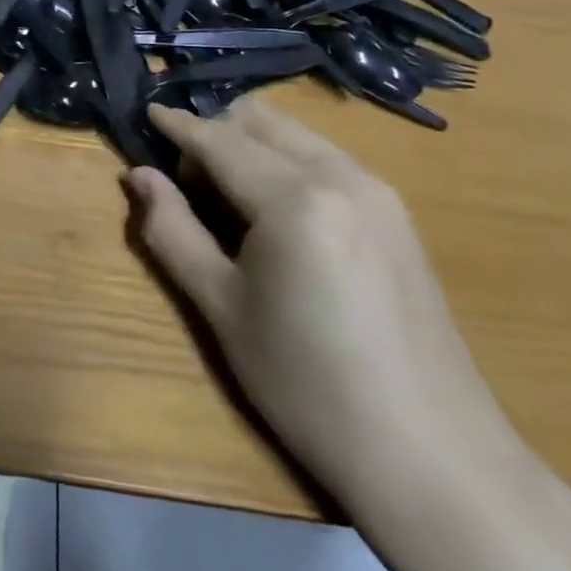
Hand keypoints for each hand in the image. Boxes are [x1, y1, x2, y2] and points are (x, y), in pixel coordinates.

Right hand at [126, 95, 513, 495]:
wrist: (432, 456)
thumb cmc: (308, 385)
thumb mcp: (222, 308)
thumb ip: (172, 230)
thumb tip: (138, 175)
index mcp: (294, 198)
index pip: (219, 140)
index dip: (178, 125)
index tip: (146, 113)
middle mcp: (341, 175)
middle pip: (261, 120)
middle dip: (216, 131)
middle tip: (188, 181)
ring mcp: (378, 191)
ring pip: (296, 134)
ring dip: (251, 143)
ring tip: (228, 199)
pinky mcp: (397, 214)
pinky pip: (326, 158)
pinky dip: (286, 162)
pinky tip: (277, 214)